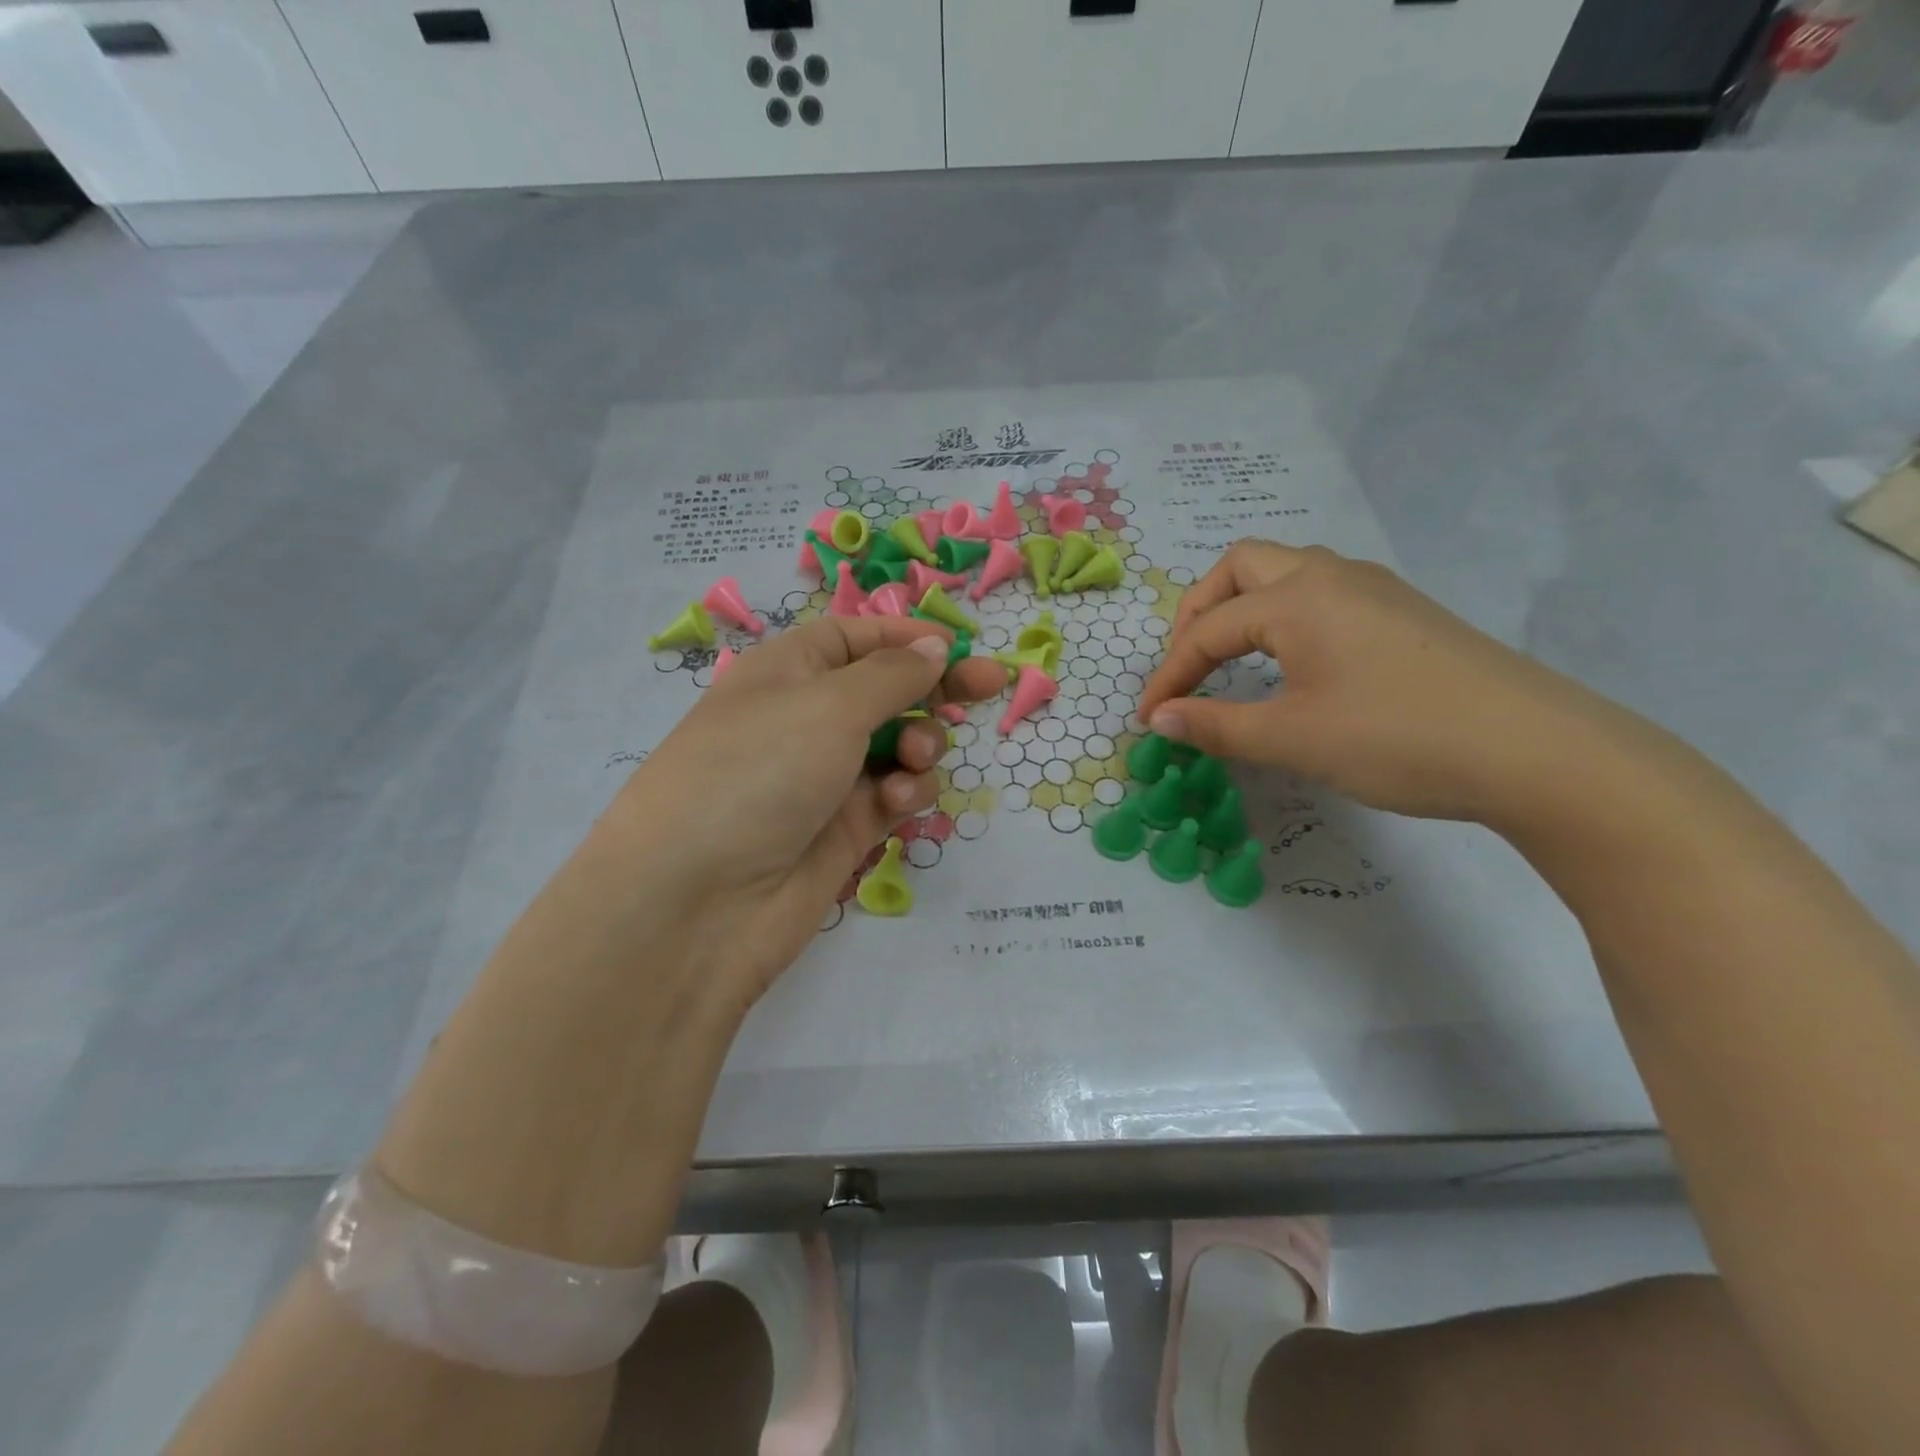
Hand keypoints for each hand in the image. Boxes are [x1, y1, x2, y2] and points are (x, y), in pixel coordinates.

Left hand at [600, 616, 1004, 1013]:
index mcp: (787, 671)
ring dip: (921, 744)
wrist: (699, 902)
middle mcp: (806, 719)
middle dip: (934, 688)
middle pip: (886, 690)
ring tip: (914, 761)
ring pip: (899, 745)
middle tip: (988, 687)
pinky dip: (907, 791)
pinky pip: (895, 794)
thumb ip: (893, 675)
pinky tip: (897, 801)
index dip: (907, 637)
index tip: (961, 644)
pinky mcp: (845, 829)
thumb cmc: (758, 772)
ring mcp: (826, 777)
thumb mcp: (828, 705)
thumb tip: (933, 647)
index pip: (855, 638)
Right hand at [1138, 541, 1637, 825]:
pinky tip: (1294, 662)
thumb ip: (1215, 726)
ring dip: (1243, 606)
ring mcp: (1374, 588)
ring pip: (1286, 572)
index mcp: (1297, 598)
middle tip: (1187, 663)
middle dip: (1199, 611)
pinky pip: (1321, 593)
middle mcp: (1331, 576)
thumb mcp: (1293, 739)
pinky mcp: (1403, 611)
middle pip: (1241, 566)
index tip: (1148, 718)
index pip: (1208, 630)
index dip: (1169, 675)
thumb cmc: (1397, 738)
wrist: (1536, 750)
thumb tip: (1159, 719)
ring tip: (1230, 658)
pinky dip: (1283, 616)